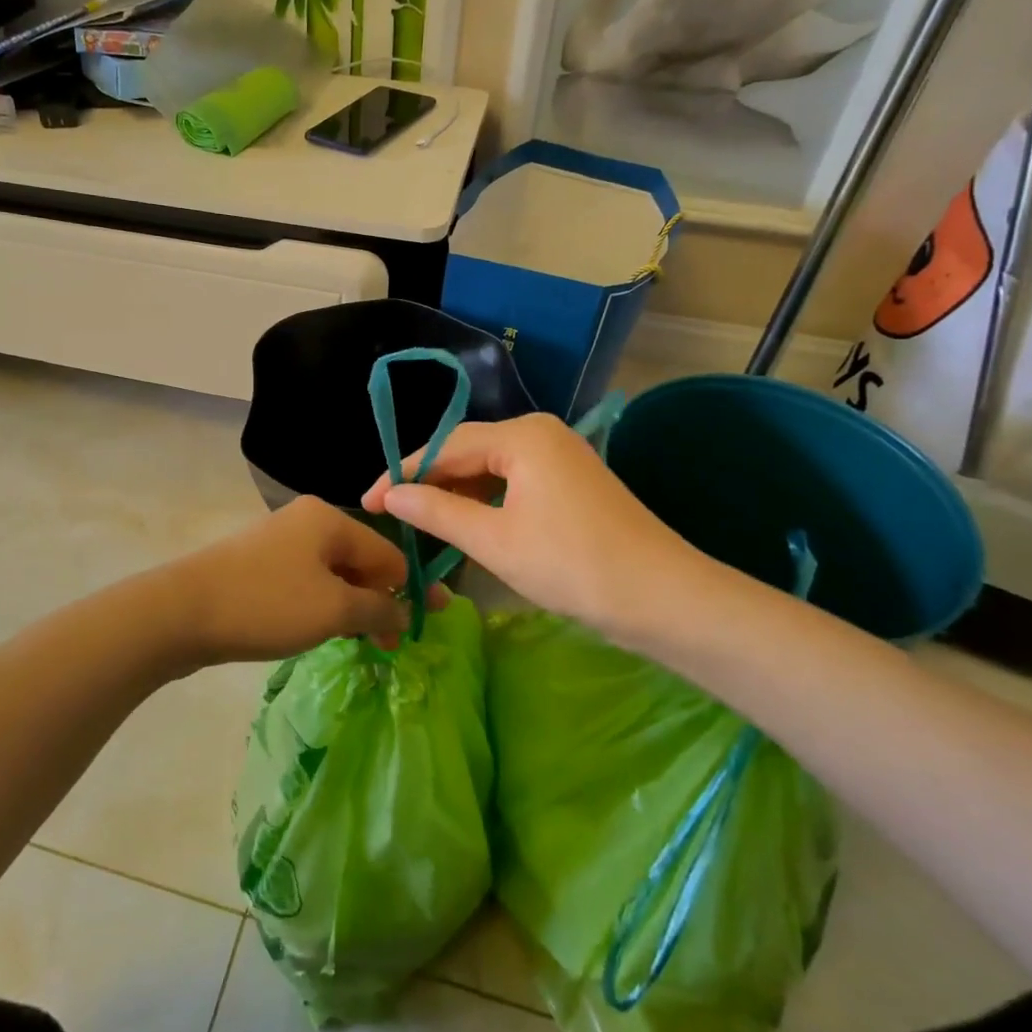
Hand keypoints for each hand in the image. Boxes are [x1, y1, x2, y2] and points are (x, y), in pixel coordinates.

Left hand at [168, 497, 423, 666]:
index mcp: (330, 519)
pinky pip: (307, 582)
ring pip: (334, 574)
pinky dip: (324, 605)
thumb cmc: (267, 604)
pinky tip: (325, 630)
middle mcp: (307, 521)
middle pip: (361, 561)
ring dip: (352, 607)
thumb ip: (378, 608)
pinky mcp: (260, 565)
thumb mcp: (333, 610)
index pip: (389, 553)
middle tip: (391, 644)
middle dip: (380, 600)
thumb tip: (405, 611)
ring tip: (362, 643)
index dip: (413, 589)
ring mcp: (281, 541)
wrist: (182, 612)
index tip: (431, 624)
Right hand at [360, 413, 721, 643]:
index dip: (402, 473)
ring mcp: (560, 455)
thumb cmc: (572, 565)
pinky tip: (467, 524)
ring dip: (456, 494)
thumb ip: (436, 511)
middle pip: (467, 451)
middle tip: (390, 512)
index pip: (445, 446)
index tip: (367, 501)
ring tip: (421, 522)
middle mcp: (540, 432)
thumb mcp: (494, 540)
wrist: (663, 599)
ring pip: (490, 469)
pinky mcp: (571, 481)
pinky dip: (486, 503)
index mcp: (522, 435)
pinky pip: (514, 482)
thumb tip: (390, 494)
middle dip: (428, 482)